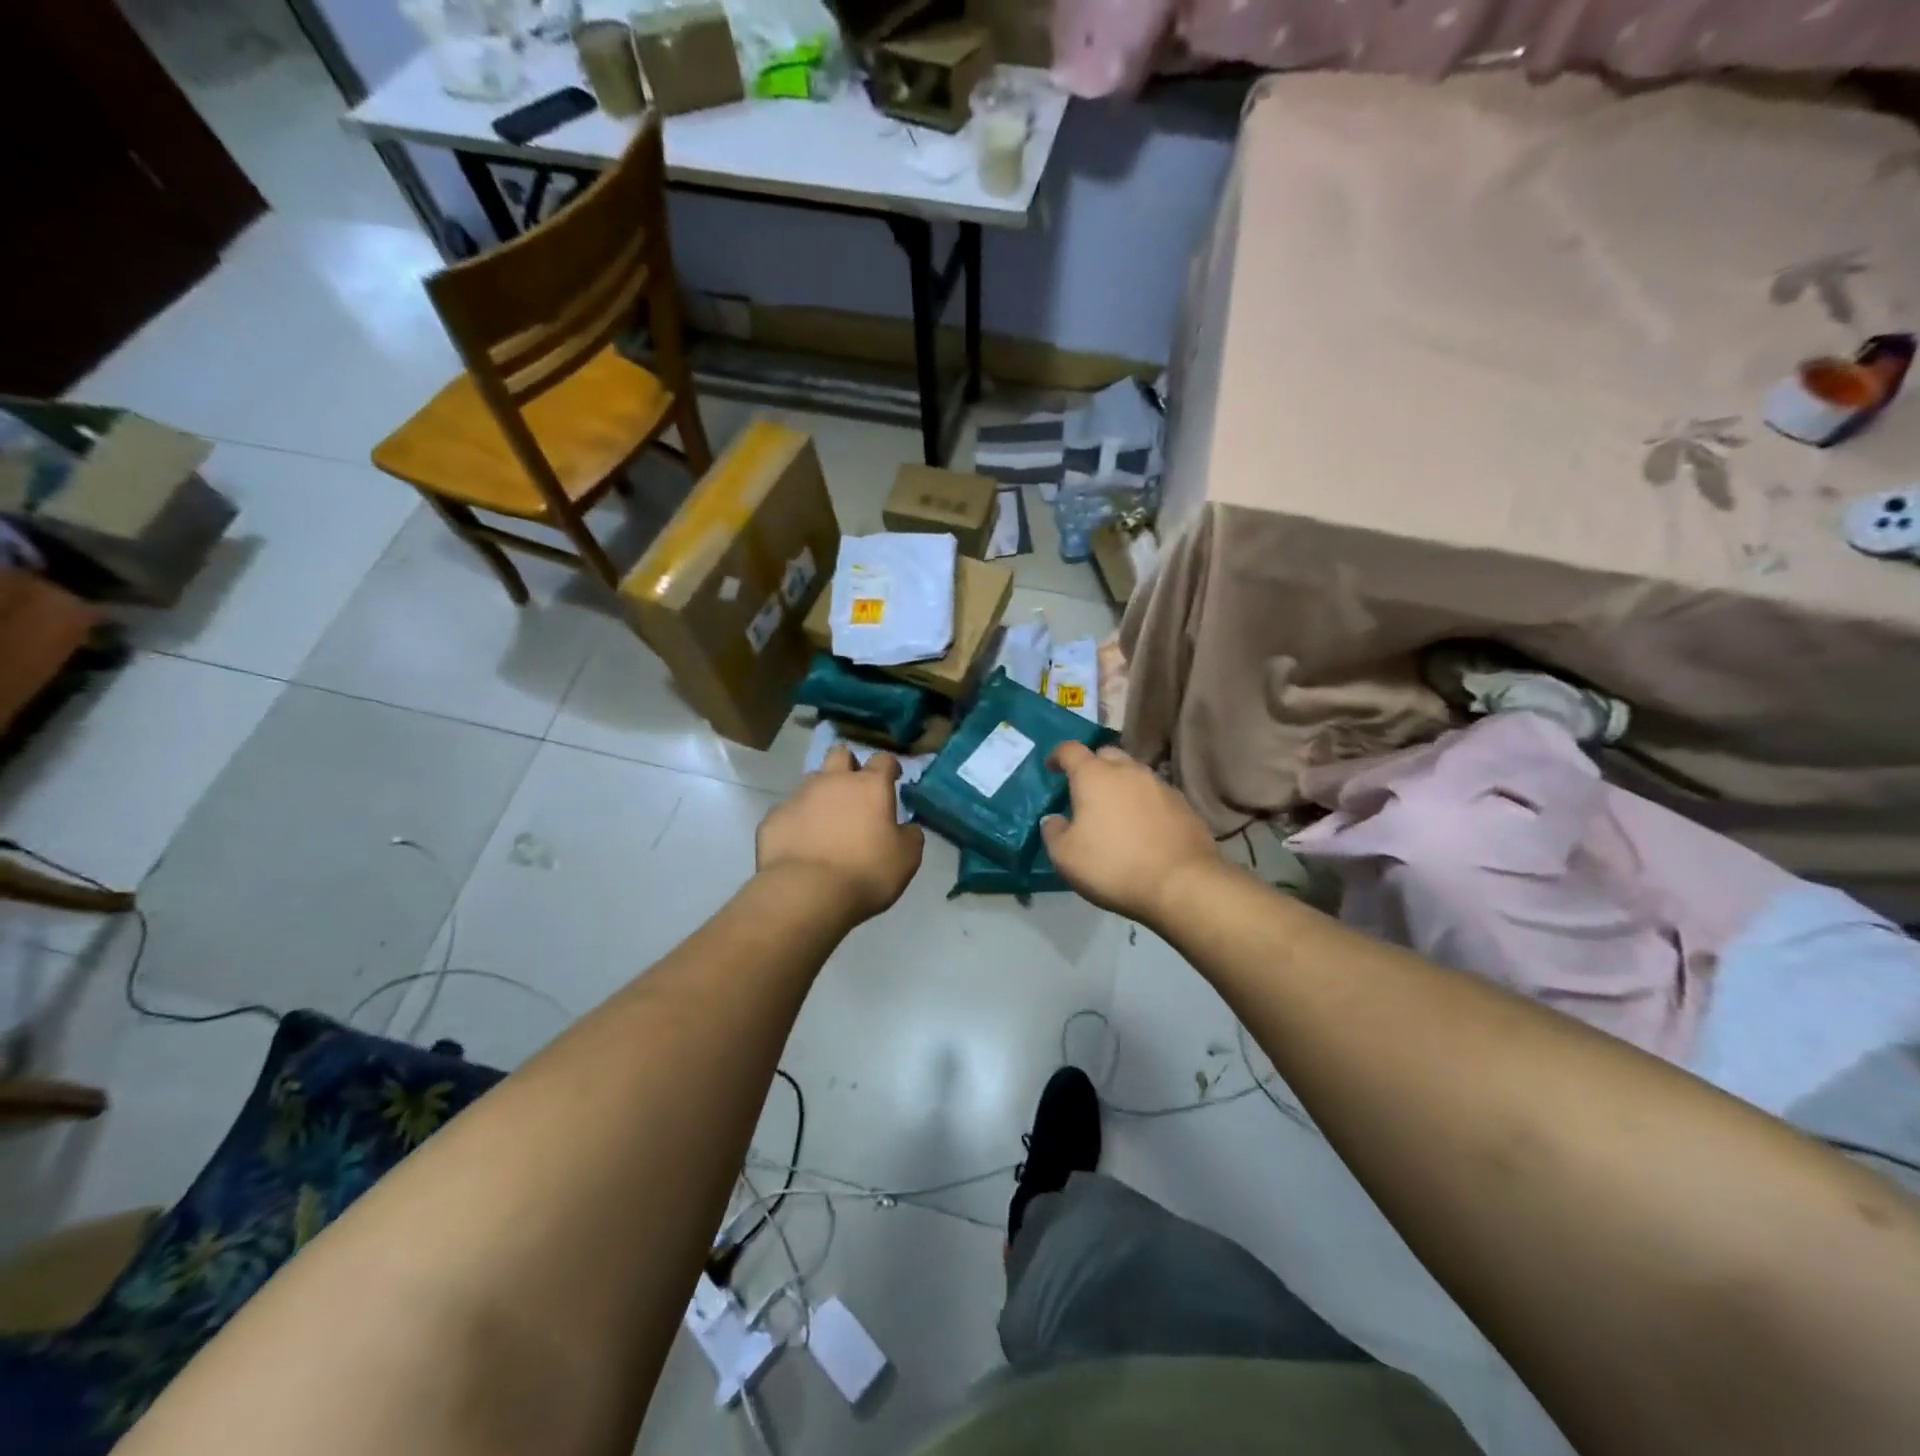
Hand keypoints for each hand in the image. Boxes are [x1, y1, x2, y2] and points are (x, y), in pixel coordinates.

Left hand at [757, 747, 923, 923]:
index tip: (893, 779)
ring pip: (811, 781)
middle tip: (854, 790)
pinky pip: (787, 812)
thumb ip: (910, 836)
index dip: (889, 767)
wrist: (806, 892)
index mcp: (869, 786)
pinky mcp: (773, 818)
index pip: (883, 760)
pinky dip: (796, 822)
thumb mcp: (906, 858)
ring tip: (825, 821)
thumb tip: (907, 828)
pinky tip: (800, 845)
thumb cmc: (866, 872)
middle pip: (840, 755)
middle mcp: (832, 782)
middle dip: (848, 765)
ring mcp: (798, 797)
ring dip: (821, 794)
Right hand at [1041, 743, 1220, 924]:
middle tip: (1085, 790)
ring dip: (1121, 785)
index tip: (1051, 768)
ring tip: (1115, 810)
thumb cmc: (1113, 865)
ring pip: (1134, 774)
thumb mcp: (1065, 856)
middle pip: (1106, 755)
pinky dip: (1144, 803)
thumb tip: (1054, 820)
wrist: (1182, 884)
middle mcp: (1129, 771)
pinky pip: (1155, 794)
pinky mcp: (1184, 805)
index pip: (1070, 750)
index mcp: (1094, 776)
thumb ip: (1053, 832)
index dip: (1057, 755)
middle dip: (1092, 766)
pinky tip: (1143, 827)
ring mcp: (1160, 785)